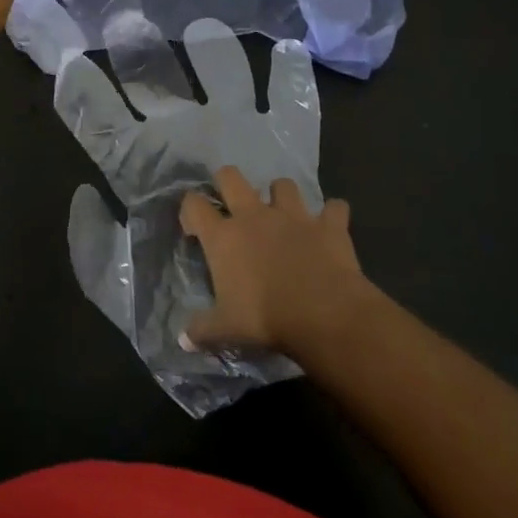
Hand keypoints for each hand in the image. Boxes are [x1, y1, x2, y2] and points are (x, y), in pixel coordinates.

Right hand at [179, 167, 369, 356]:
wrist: (324, 314)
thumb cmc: (266, 318)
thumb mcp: (226, 329)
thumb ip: (202, 330)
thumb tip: (182, 340)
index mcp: (224, 236)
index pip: (194, 205)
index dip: (190, 210)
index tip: (194, 229)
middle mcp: (254, 215)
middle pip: (231, 176)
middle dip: (227, 182)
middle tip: (231, 204)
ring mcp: (293, 215)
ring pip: (283, 185)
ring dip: (282, 196)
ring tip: (284, 215)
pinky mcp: (328, 224)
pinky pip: (334, 208)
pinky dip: (332, 214)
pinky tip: (331, 226)